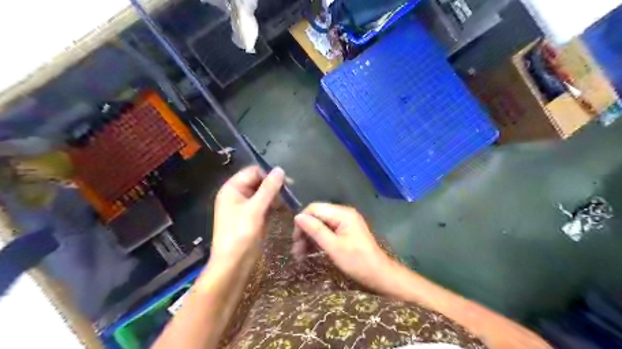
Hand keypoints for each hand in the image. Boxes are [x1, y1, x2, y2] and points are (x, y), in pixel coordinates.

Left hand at [212, 167, 282, 263]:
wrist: (233, 264)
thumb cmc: (241, 234)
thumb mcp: (255, 209)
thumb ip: (268, 188)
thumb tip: (280, 169)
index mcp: (232, 189)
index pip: (253, 172)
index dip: (269, 174)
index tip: (287, 182)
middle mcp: (237, 195)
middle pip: (258, 182)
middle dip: (273, 186)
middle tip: (289, 193)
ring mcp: (244, 207)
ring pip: (262, 194)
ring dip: (274, 196)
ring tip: (286, 202)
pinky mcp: (251, 217)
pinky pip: (263, 205)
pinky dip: (272, 205)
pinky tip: (282, 208)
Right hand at [294, 203, 398, 292]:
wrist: (379, 275)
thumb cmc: (357, 261)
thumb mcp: (333, 246)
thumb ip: (315, 230)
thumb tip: (298, 217)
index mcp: (342, 214)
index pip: (315, 208)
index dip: (302, 221)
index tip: (295, 238)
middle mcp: (343, 214)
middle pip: (317, 217)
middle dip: (305, 231)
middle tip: (296, 250)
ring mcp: (345, 223)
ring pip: (320, 226)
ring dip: (309, 238)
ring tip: (299, 255)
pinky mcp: (345, 233)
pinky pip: (327, 232)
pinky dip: (318, 241)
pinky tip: (308, 253)